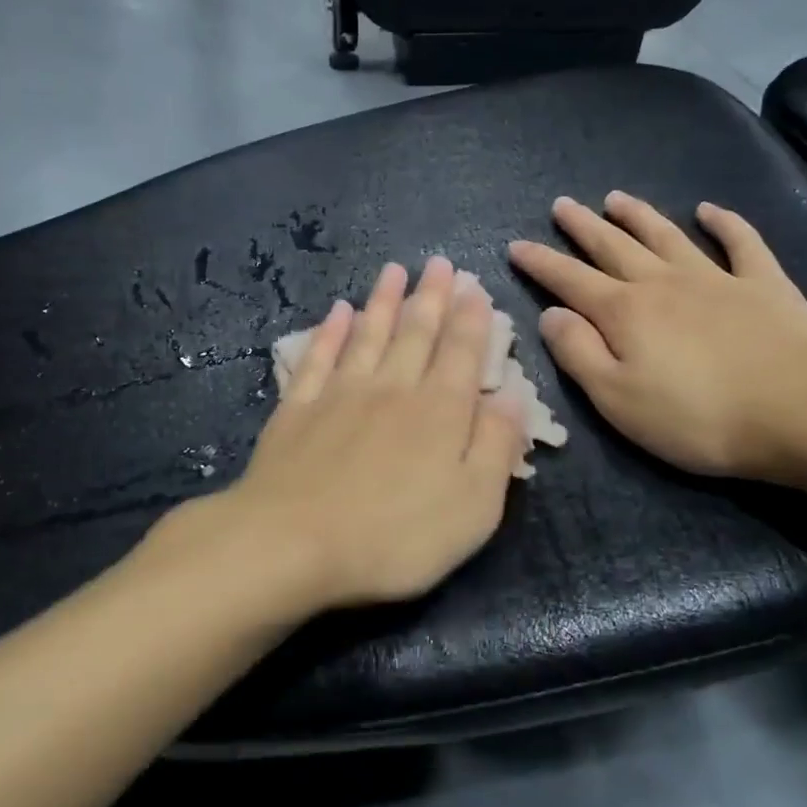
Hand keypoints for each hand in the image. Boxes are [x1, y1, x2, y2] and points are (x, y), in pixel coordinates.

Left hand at [216, 257, 529, 609]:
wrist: (292, 543)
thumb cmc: (395, 536)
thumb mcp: (473, 506)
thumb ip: (496, 446)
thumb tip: (513, 395)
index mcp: (439, 412)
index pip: (462, 353)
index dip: (472, 319)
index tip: (474, 287)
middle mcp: (392, 389)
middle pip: (416, 333)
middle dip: (431, 296)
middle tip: (438, 263)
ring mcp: (340, 394)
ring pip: (368, 334)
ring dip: (383, 301)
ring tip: (394, 270)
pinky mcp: (298, 408)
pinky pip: (318, 357)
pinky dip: (329, 331)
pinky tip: (337, 311)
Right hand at [509, 192, 806, 484]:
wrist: (803, 413)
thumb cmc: (698, 417)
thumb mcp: (618, 399)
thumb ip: (578, 354)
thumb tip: (551, 313)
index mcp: (625, 312)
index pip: (569, 280)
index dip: (541, 262)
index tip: (516, 245)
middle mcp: (664, 283)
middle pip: (614, 247)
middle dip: (583, 227)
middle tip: (561, 205)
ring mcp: (717, 279)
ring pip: (667, 236)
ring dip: (639, 216)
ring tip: (615, 198)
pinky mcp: (766, 286)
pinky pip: (742, 243)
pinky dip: (724, 223)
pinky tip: (709, 210)